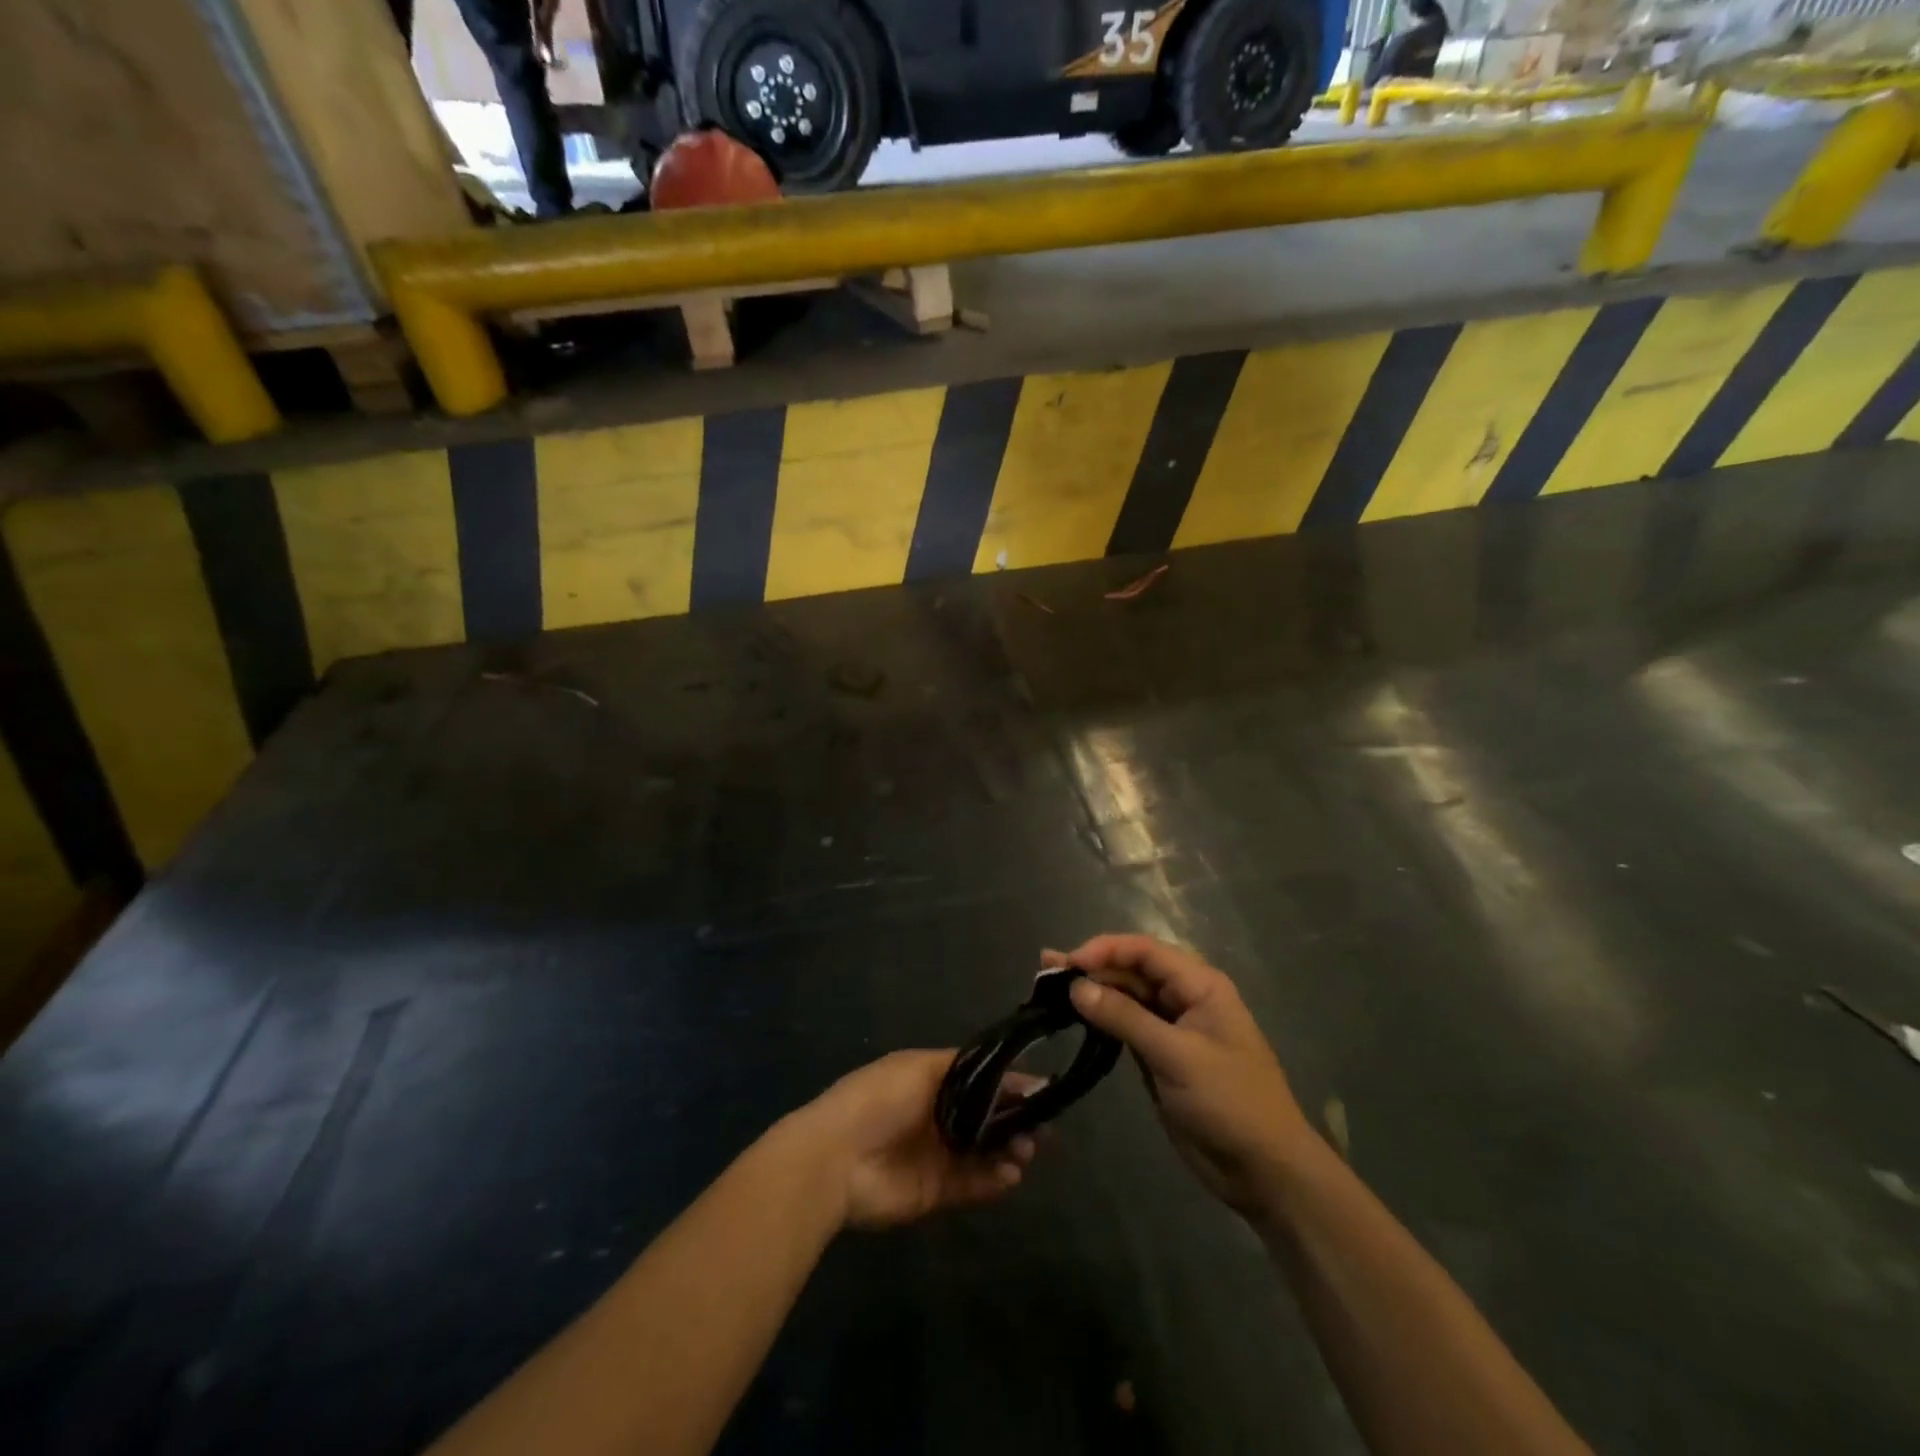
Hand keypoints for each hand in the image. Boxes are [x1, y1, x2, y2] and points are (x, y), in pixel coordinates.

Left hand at [794, 1050, 1037, 1230]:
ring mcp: (937, 1154)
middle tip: (1042, 1129)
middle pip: (987, 1117)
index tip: (1042, 1090)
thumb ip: (963, 1069)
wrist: (836, 1160)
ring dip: (1009, 1150)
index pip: (980, 1079)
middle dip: (1015, 1120)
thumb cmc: (878, 1100)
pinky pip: (973, 1183)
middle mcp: (937, 1115)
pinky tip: (1012, 1174)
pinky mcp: (936, 1190)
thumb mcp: (918, 1068)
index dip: (1009, 1083)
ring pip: (984, 1151)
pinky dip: (994, 1180)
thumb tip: (1004, 1069)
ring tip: (1027, 1151)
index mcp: (930, 1080)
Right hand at [1049, 936, 1316, 1214]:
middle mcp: (1186, 999)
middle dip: (1092, 969)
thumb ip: (1125, 1018)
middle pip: (1133, 971)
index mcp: (1200, 986)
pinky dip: (1101, 1021)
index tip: (1068, 963)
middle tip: (1045, 972)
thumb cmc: (1229, 1102)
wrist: (1265, 1171)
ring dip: (1092, 993)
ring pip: (1127, 998)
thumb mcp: (1176, 1056)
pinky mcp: (1162, 1057)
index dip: (1105, 950)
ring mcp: (1173, 1029)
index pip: (1146, 951)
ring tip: (1049, 991)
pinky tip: (1074, 1018)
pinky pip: (1127, 1027)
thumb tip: (1077, 987)